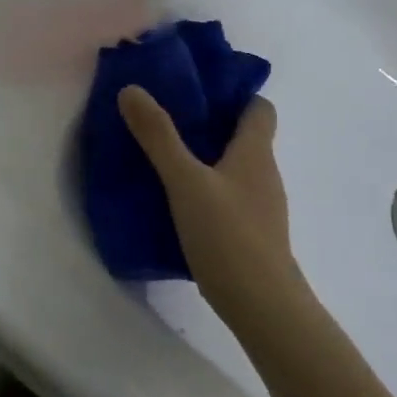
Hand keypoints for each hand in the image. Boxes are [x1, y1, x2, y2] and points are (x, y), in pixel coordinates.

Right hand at [117, 86, 306, 324]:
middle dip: (209, 123)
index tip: (197, 88)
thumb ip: (158, 136)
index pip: (259, 107)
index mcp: (255, 152)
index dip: (234, 94)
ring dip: (205, 157)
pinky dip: (206, 188)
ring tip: (163, 155)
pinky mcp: (251, 233)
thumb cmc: (228, 235)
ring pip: (233, 167)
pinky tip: (176, 199)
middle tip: (166, 116)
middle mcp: (264, 174)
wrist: (263, 307)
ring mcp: (260, 206)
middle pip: (243, 136)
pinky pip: (228, 196)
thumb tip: (132, 89)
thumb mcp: (185, 181)